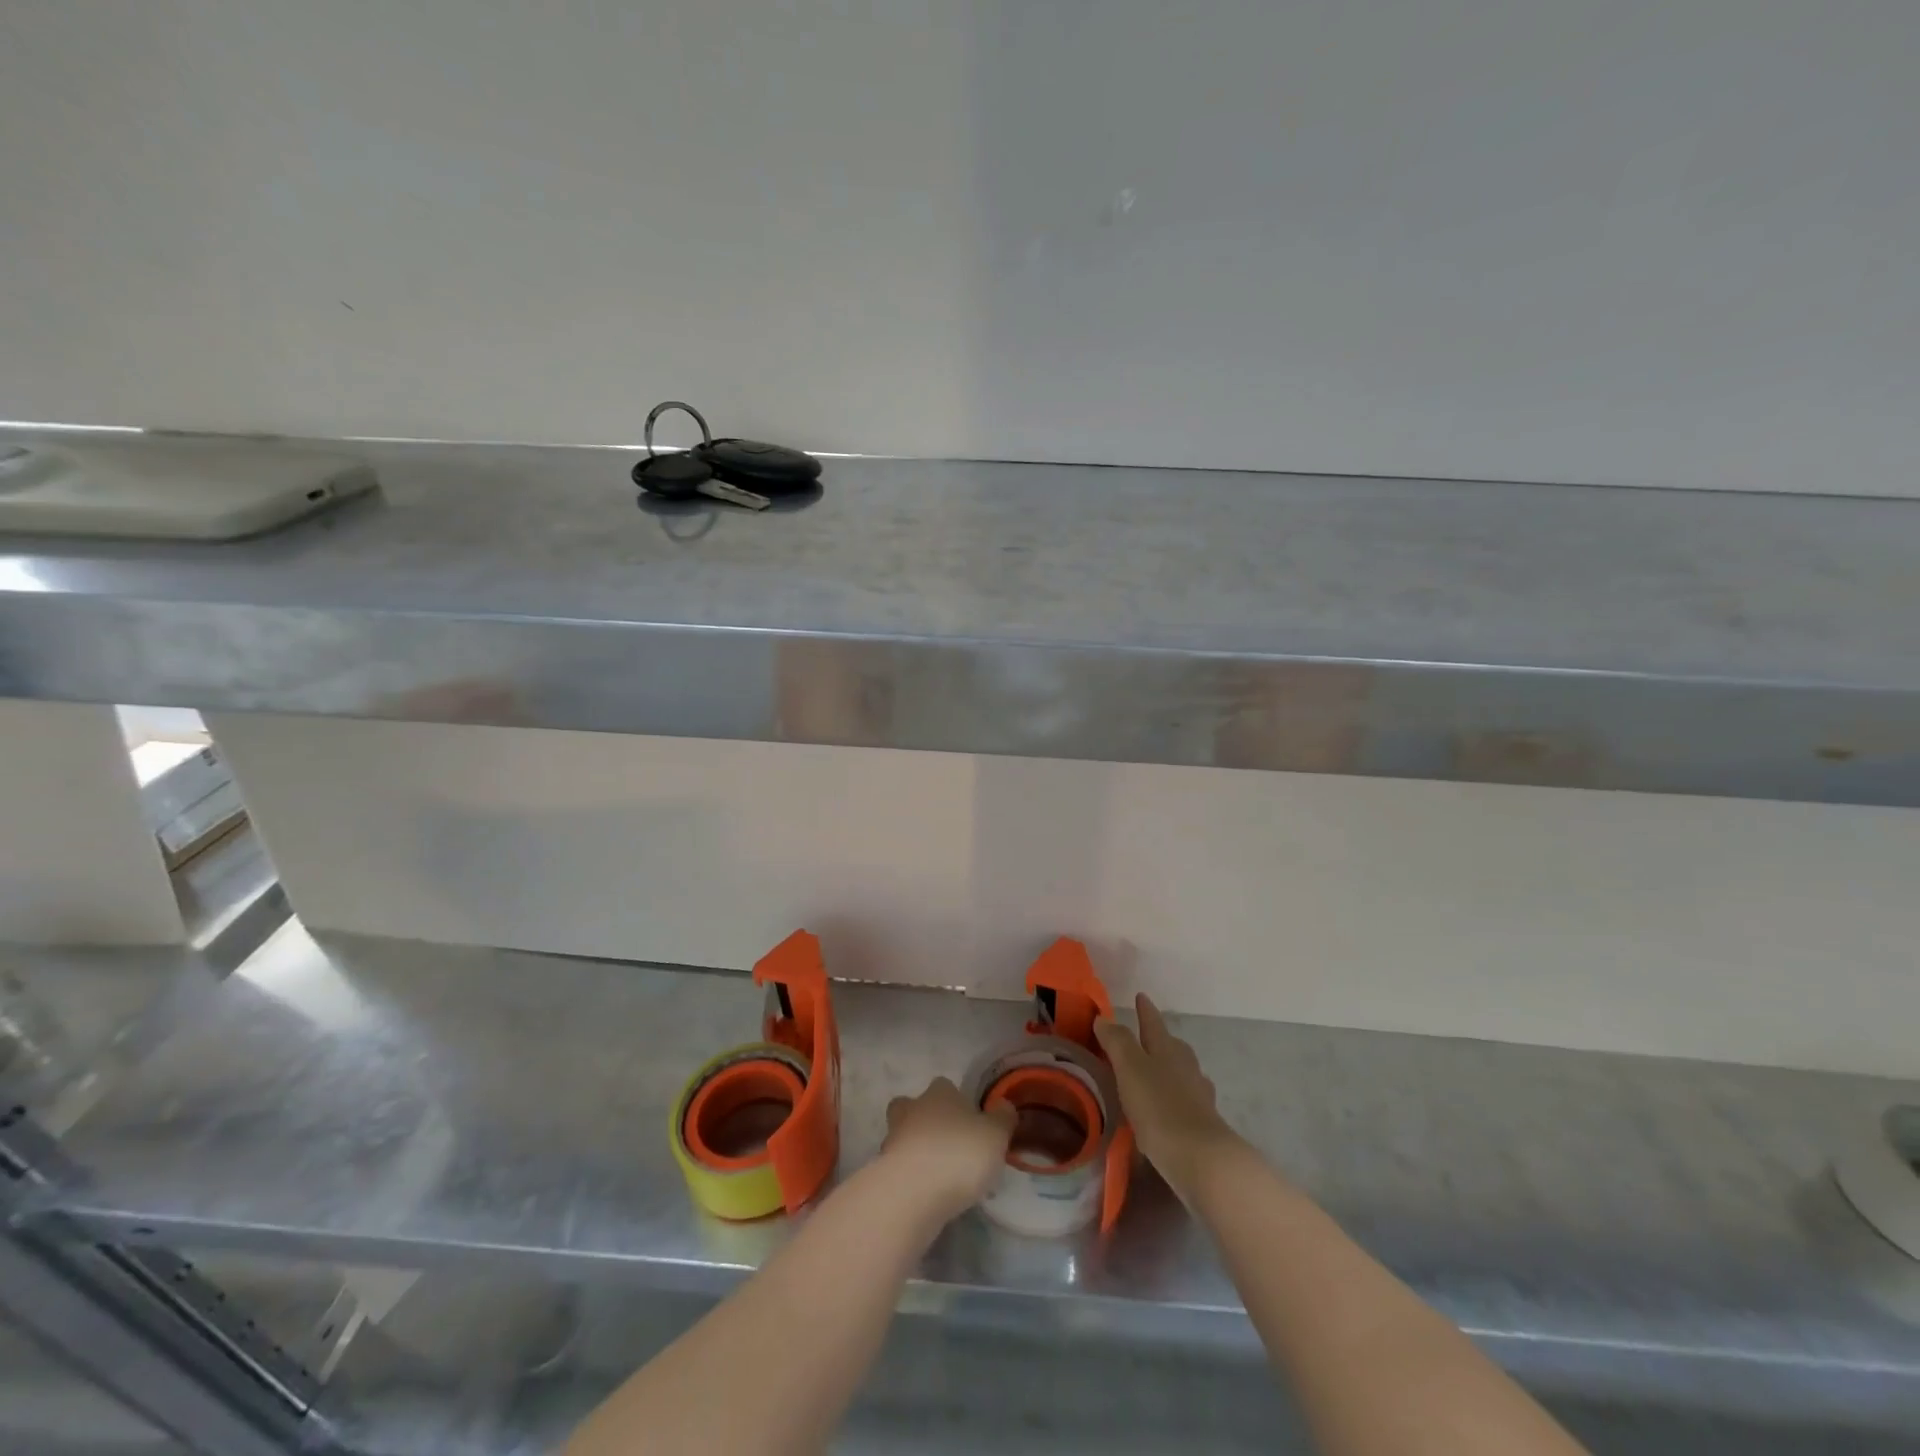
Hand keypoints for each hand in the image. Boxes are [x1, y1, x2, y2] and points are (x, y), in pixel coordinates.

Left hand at [880, 1077, 1016, 1221]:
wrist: (912, 1193)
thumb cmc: (959, 1153)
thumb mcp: (996, 1135)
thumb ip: (1003, 1119)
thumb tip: (1004, 1106)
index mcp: (940, 1093)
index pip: (945, 1086)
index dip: (956, 1102)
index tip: (969, 1123)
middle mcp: (912, 1108)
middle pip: (914, 1107)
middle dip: (925, 1121)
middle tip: (946, 1144)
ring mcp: (893, 1139)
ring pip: (903, 1137)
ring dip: (916, 1151)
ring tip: (938, 1176)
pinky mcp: (882, 1171)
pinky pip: (899, 1168)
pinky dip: (910, 1177)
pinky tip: (926, 1194)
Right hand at [1095, 993, 1242, 1202]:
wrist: (1201, 1159)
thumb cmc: (1159, 1106)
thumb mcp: (1130, 1068)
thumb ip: (1117, 1041)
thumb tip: (1104, 1018)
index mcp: (1167, 1048)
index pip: (1152, 1022)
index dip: (1144, 1010)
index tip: (1141, 996)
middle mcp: (1186, 1066)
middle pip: (1170, 1045)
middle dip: (1157, 1039)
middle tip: (1141, 1038)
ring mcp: (1198, 1094)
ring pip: (1180, 1072)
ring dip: (1166, 1070)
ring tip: (1150, 1076)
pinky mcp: (1203, 1122)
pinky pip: (1184, 1100)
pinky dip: (1173, 1098)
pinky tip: (1164, 1110)